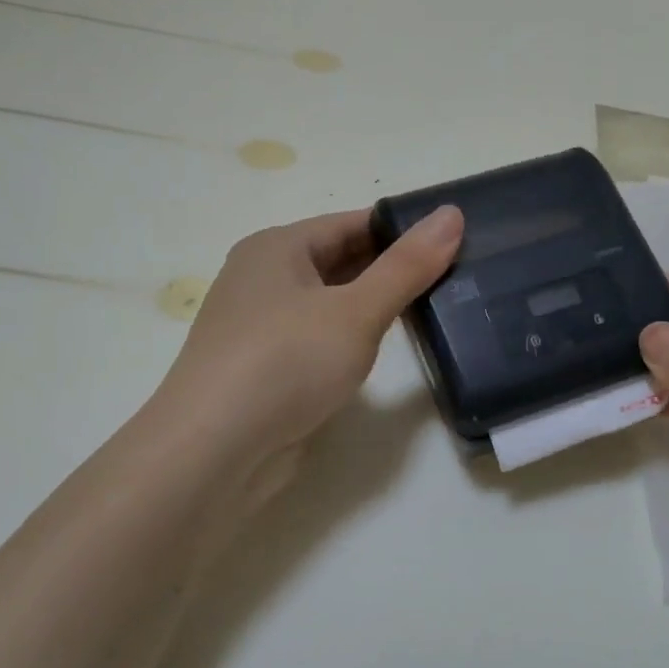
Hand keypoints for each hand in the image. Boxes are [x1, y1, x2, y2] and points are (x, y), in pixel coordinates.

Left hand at [154, 205, 463, 512]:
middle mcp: (263, 279)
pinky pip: (320, 338)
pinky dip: (352, 338)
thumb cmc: (285, 364)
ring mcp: (262, 326)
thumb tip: (452, 214)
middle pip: (340, 260)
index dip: (403, 230)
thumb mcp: (356, 311)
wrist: (212, 453)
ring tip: (434, 309)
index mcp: (276, 248)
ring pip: (331, 302)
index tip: (456, 239)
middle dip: (393, 268)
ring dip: (374, 305)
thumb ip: (407, 266)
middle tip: (456, 275)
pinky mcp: (266, 368)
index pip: (352, 223)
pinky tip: (385, 350)